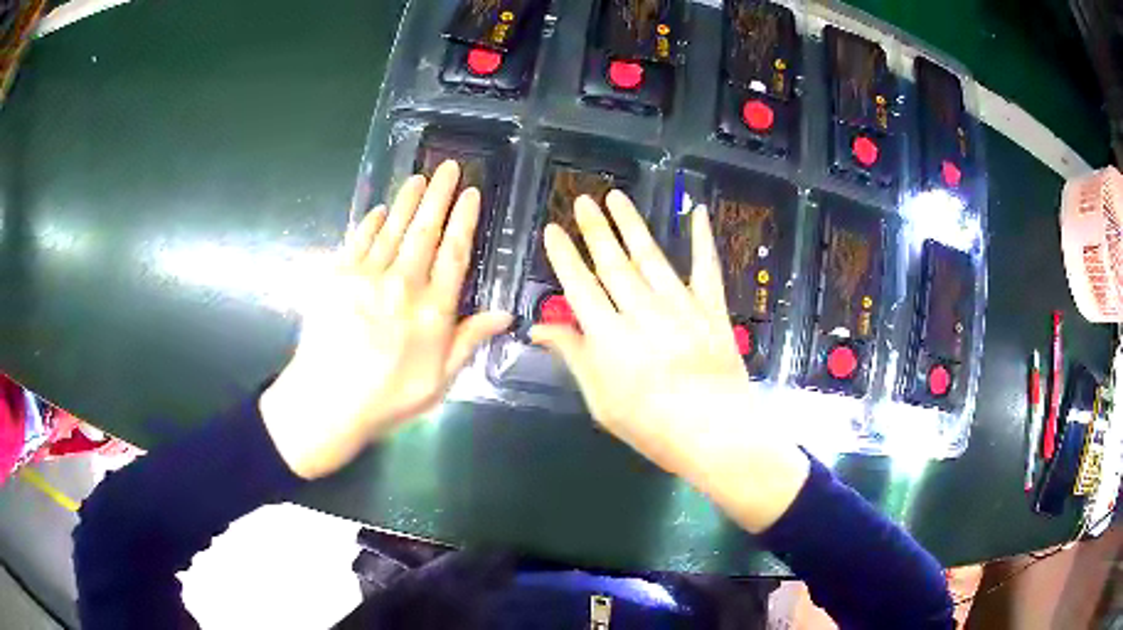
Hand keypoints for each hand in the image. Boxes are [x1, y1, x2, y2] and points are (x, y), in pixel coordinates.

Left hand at [261, 161, 512, 479]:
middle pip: (425, 231)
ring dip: (407, 200)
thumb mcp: (440, 380)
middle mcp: (403, 284)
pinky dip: (370, 223)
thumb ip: (469, 340)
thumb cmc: (388, 398)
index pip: (454, 253)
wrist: (327, 401)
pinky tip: (379, 210)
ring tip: (419, 177)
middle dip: (439, 196)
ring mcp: (367, 276)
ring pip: (393, 229)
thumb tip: (505, 313)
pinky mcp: (337, 277)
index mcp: (433, 310)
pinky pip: (358, 240)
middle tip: (448, 167)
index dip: (464, 220)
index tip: (471, 194)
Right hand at [530, 191, 808, 532]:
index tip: (553, 229)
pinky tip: (696, 212)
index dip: (564, 256)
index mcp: (609, 336)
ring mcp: (680, 305)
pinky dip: (702, 239)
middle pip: (611, 262)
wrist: (716, 433)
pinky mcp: (711, 308)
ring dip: (631, 225)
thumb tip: (537, 327)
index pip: (579, 286)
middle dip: (594, 229)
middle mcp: (641, 311)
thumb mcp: (601, 401)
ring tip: (616, 198)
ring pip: (649, 256)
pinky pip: (705, 267)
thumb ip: (573, 357)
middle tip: (582, 200)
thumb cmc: (652, 426)